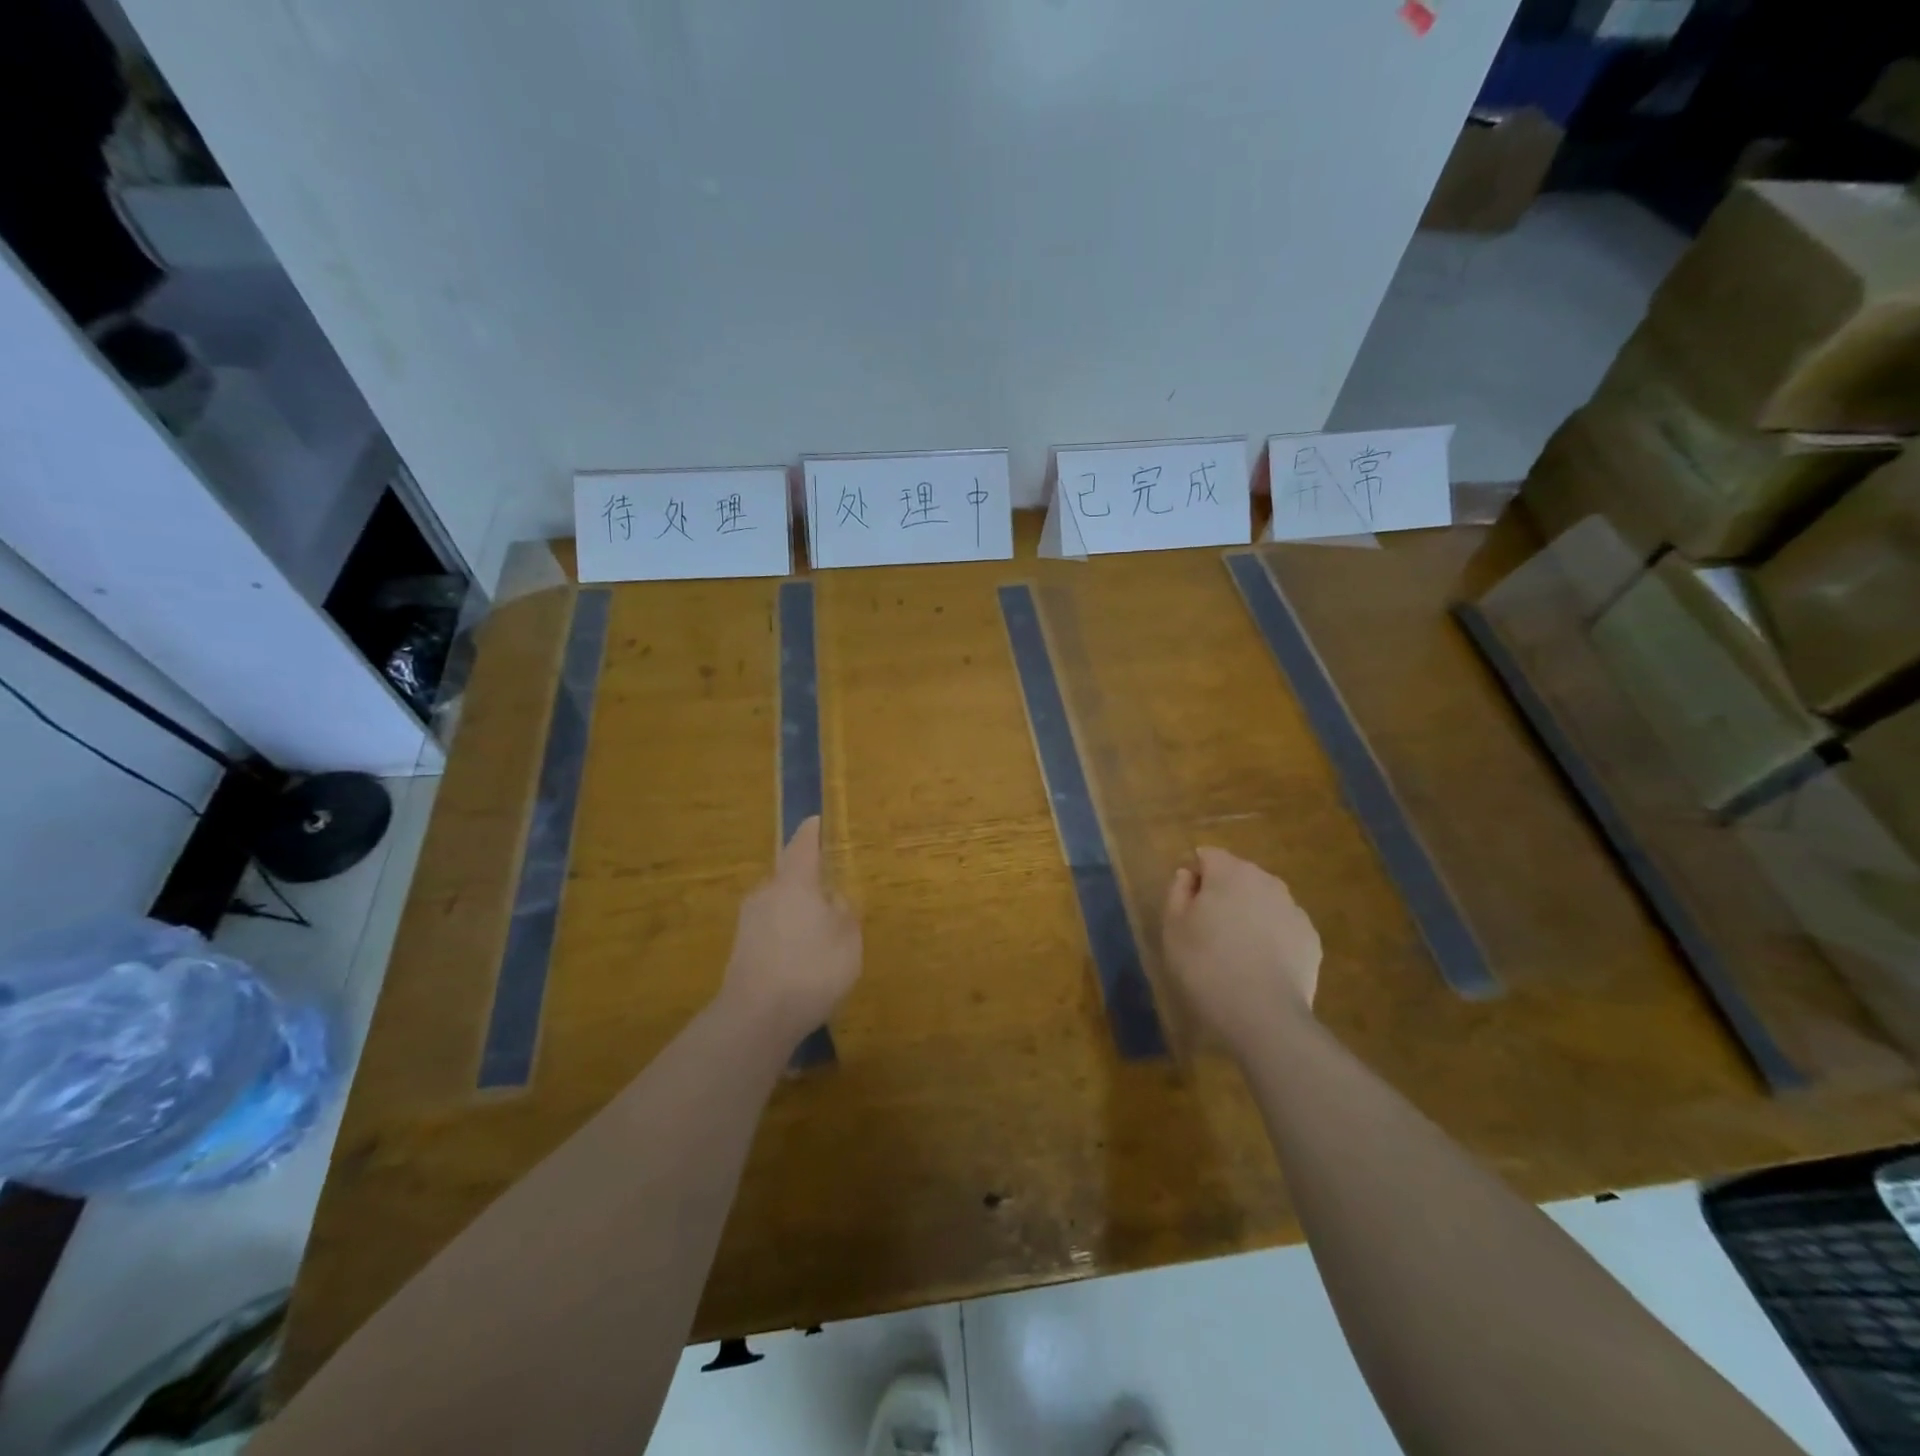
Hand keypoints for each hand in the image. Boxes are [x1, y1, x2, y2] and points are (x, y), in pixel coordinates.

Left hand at [721, 818, 861, 1047]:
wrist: (756, 1017)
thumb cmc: (811, 968)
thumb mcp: (847, 939)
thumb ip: (844, 913)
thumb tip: (834, 898)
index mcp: (794, 882)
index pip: (803, 845)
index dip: (811, 832)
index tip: (815, 820)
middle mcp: (766, 893)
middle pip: (788, 876)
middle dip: (806, 880)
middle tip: (828, 892)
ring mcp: (748, 922)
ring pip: (778, 905)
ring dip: (795, 911)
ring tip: (817, 931)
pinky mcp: (739, 950)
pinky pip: (770, 930)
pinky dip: (785, 935)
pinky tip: (799, 958)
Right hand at [1162, 847, 1320, 1055]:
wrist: (1263, 1015)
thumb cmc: (1205, 965)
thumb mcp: (1173, 927)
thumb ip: (1178, 891)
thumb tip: (1188, 875)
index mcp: (1230, 872)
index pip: (1207, 855)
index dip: (1195, 876)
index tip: (1186, 905)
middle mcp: (1266, 881)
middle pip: (1238, 875)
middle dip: (1223, 892)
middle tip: (1207, 929)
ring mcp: (1293, 909)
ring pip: (1263, 900)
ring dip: (1249, 913)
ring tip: (1235, 950)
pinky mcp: (1310, 939)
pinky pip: (1282, 927)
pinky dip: (1271, 937)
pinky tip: (1259, 965)